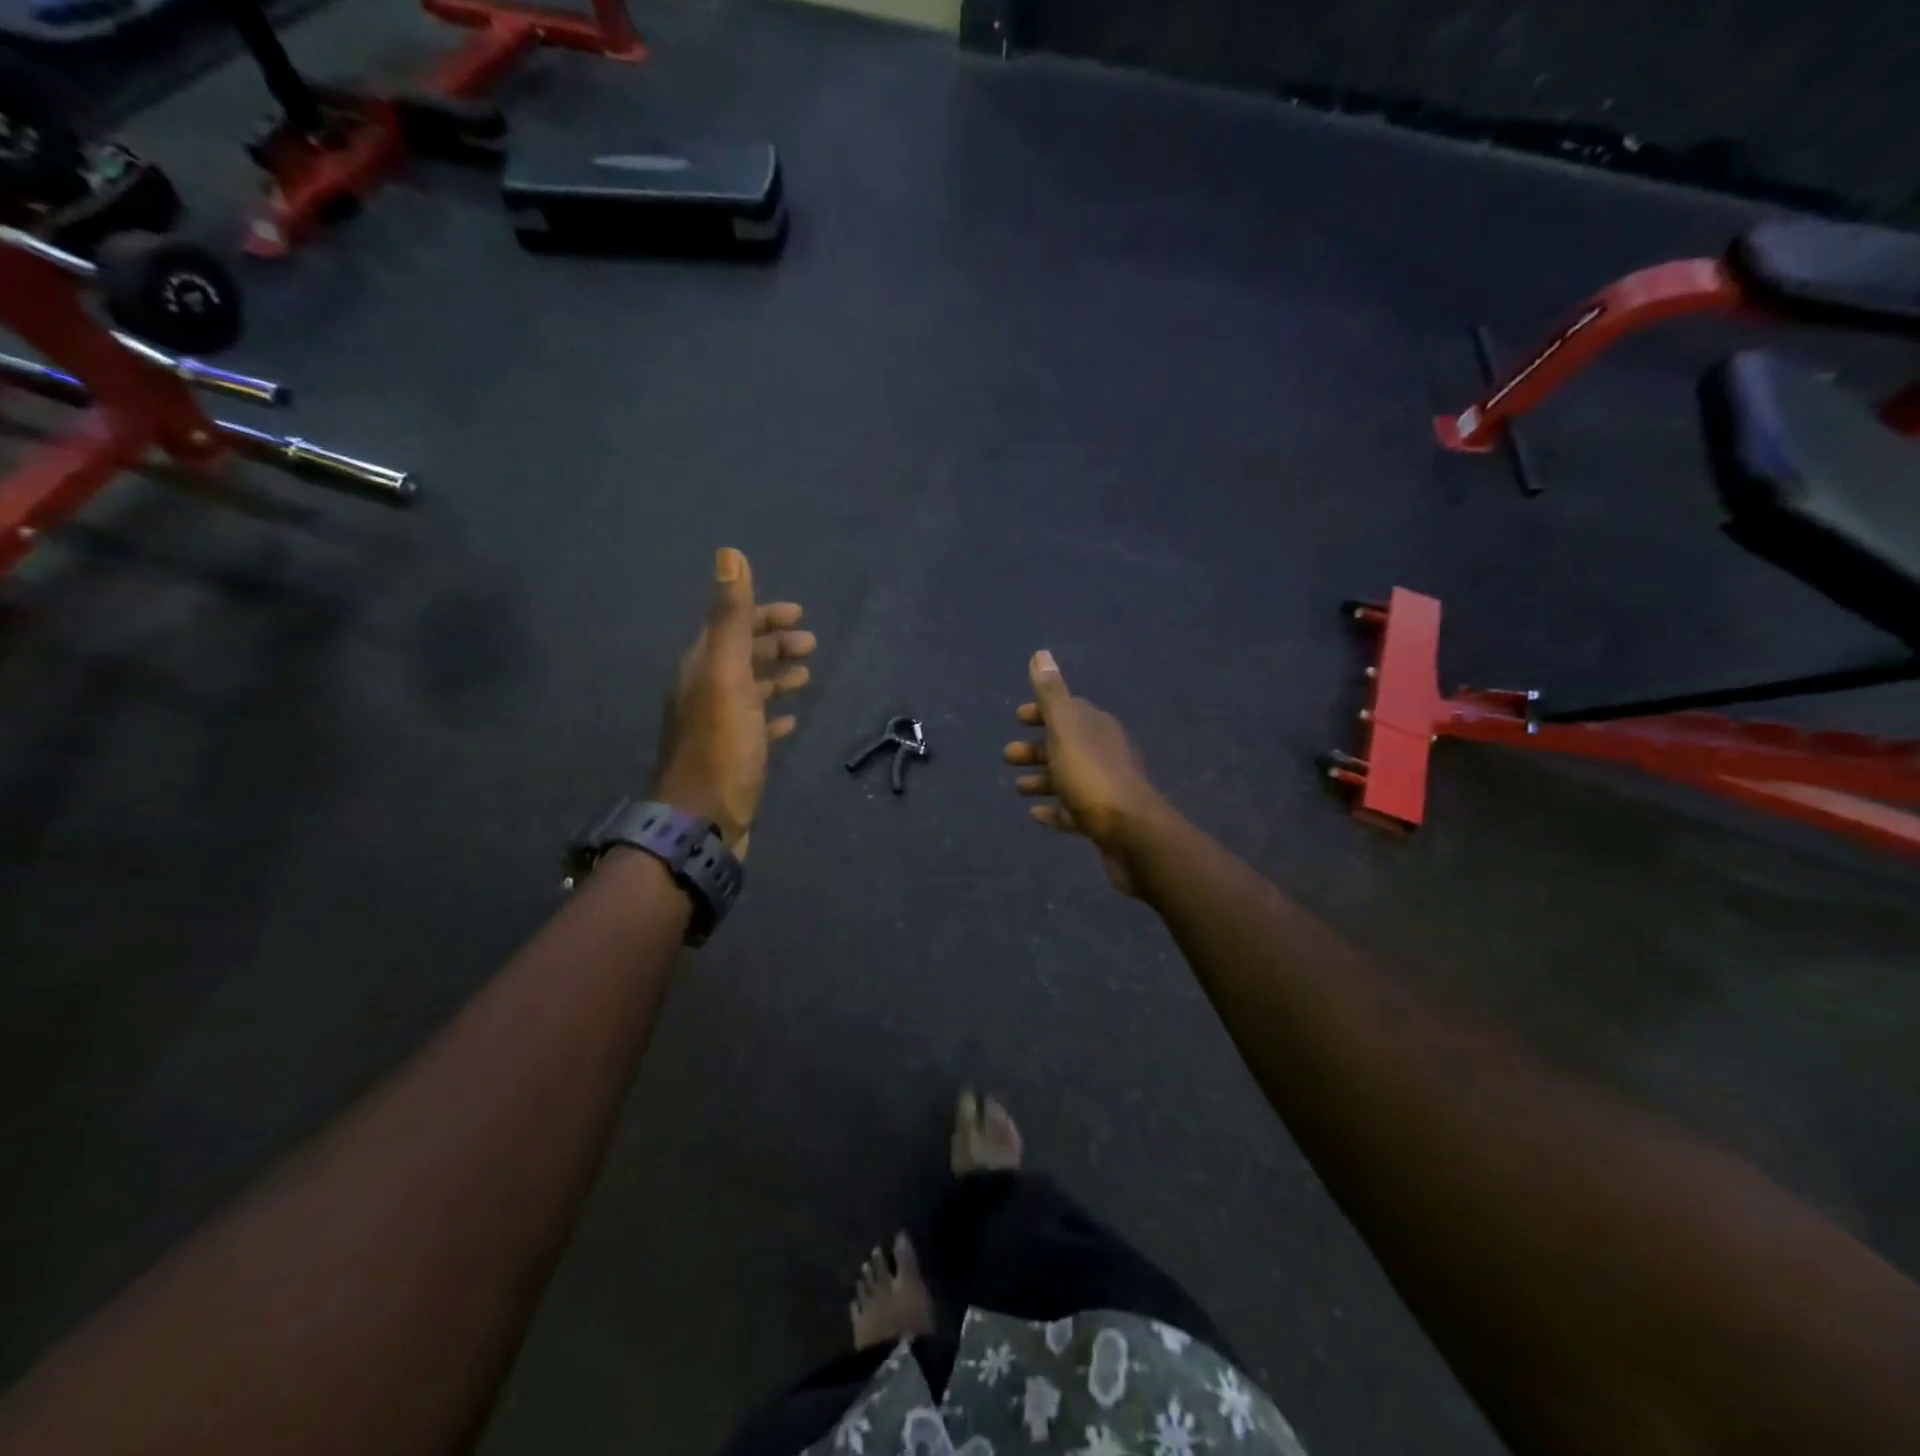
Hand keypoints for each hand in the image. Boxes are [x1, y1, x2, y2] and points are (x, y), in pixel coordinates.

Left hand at [652, 548, 814, 853]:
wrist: (701, 822)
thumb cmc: (720, 748)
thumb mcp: (727, 677)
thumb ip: (730, 618)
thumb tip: (728, 553)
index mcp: (702, 668)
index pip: (732, 627)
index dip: (763, 616)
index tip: (799, 614)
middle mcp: (706, 692)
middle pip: (742, 657)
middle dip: (774, 645)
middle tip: (811, 645)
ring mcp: (718, 726)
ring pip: (750, 690)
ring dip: (776, 677)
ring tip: (806, 677)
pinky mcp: (732, 757)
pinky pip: (755, 727)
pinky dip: (773, 716)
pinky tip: (790, 722)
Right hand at [1004, 650, 1165, 893]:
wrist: (1130, 832)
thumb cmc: (1092, 775)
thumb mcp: (1066, 729)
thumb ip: (1052, 694)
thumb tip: (1041, 654)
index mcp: (1096, 727)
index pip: (1068, 711)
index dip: (1042, 712)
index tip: (1017, 718)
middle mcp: (1104, 752)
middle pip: (1065, 745)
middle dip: (1036, 748)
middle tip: (1007, 756)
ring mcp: (1105, 788)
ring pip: (1068, 778)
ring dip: (1042, 779)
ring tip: (1017, 787)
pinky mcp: (1103, 821)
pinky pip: (1073, 811)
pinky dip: (1054, 810)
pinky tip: (1035, 814)